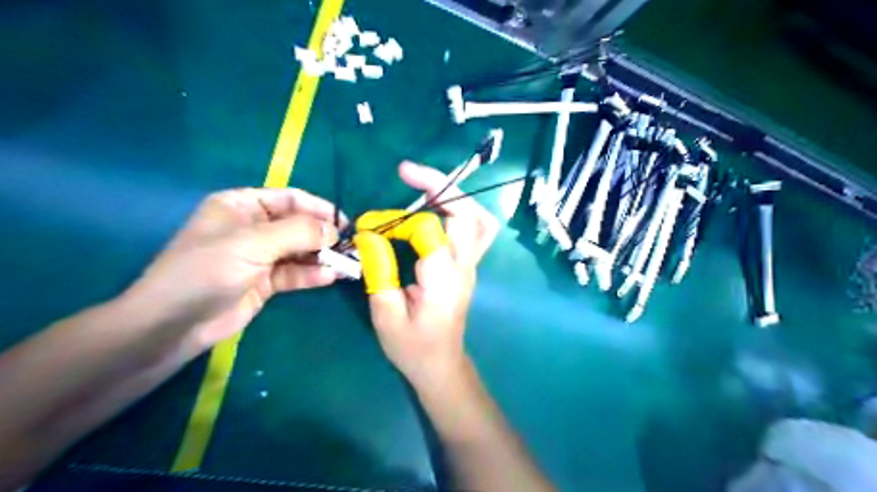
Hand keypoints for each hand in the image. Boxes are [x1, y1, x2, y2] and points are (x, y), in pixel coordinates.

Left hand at [123, 185, 340, 348]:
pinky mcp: (265, 281)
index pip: (290, 199)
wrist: (173, 324)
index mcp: (242, 206)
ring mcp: (260, 256)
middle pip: (298, 225)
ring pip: (300, 251)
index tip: (345, 223)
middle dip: (324, 236)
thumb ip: (297, 232)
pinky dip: (312, 274)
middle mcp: (254, 227)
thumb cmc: (206, 270)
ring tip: (347, 264)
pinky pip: (295, 273)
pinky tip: (329, 277)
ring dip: (322, 257)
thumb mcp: (252, 243)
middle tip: (351, 247)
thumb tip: (335, 230)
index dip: (319, 209)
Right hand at [352, 164, 495, 390]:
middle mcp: (464, 266)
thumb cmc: (412, 347)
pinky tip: (436, 209)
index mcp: (443, 278)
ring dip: (454, 197)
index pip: (429, 229)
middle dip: (439, 186)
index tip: (369, 227)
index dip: (396, 221)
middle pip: (468, 212)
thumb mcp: (386, 314)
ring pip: (480, 218)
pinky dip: (460, 210)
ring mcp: (471, 265)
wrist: (441, 365)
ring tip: (424, 188)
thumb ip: (379, 270)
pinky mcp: (468, 265)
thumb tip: (369, 234)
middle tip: (407, 173)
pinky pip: (476, 228)